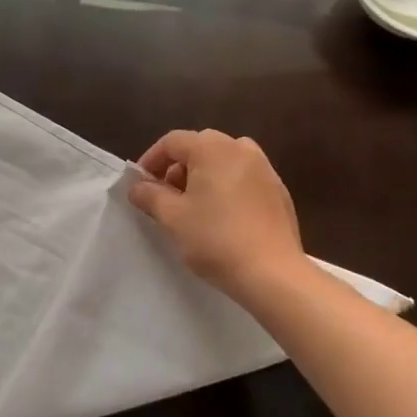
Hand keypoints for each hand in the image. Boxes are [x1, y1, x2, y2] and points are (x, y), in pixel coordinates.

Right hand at [127, 129, 305, 298]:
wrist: (274, 274)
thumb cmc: (216, 239)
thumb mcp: (173, 218)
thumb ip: (150, 196)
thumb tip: (137, 186)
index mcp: (212, 148)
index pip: (172, 141)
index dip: (151, 160)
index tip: (141, 185)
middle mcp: (240, 148)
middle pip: (200, 146)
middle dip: (178, 167)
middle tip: (167, 196)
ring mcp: (264, 168)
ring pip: (224, 160)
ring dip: (204, 175)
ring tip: (195, 206)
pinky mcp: (279, 191)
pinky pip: (245, 178)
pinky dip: (228, 186)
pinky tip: (224, 217)